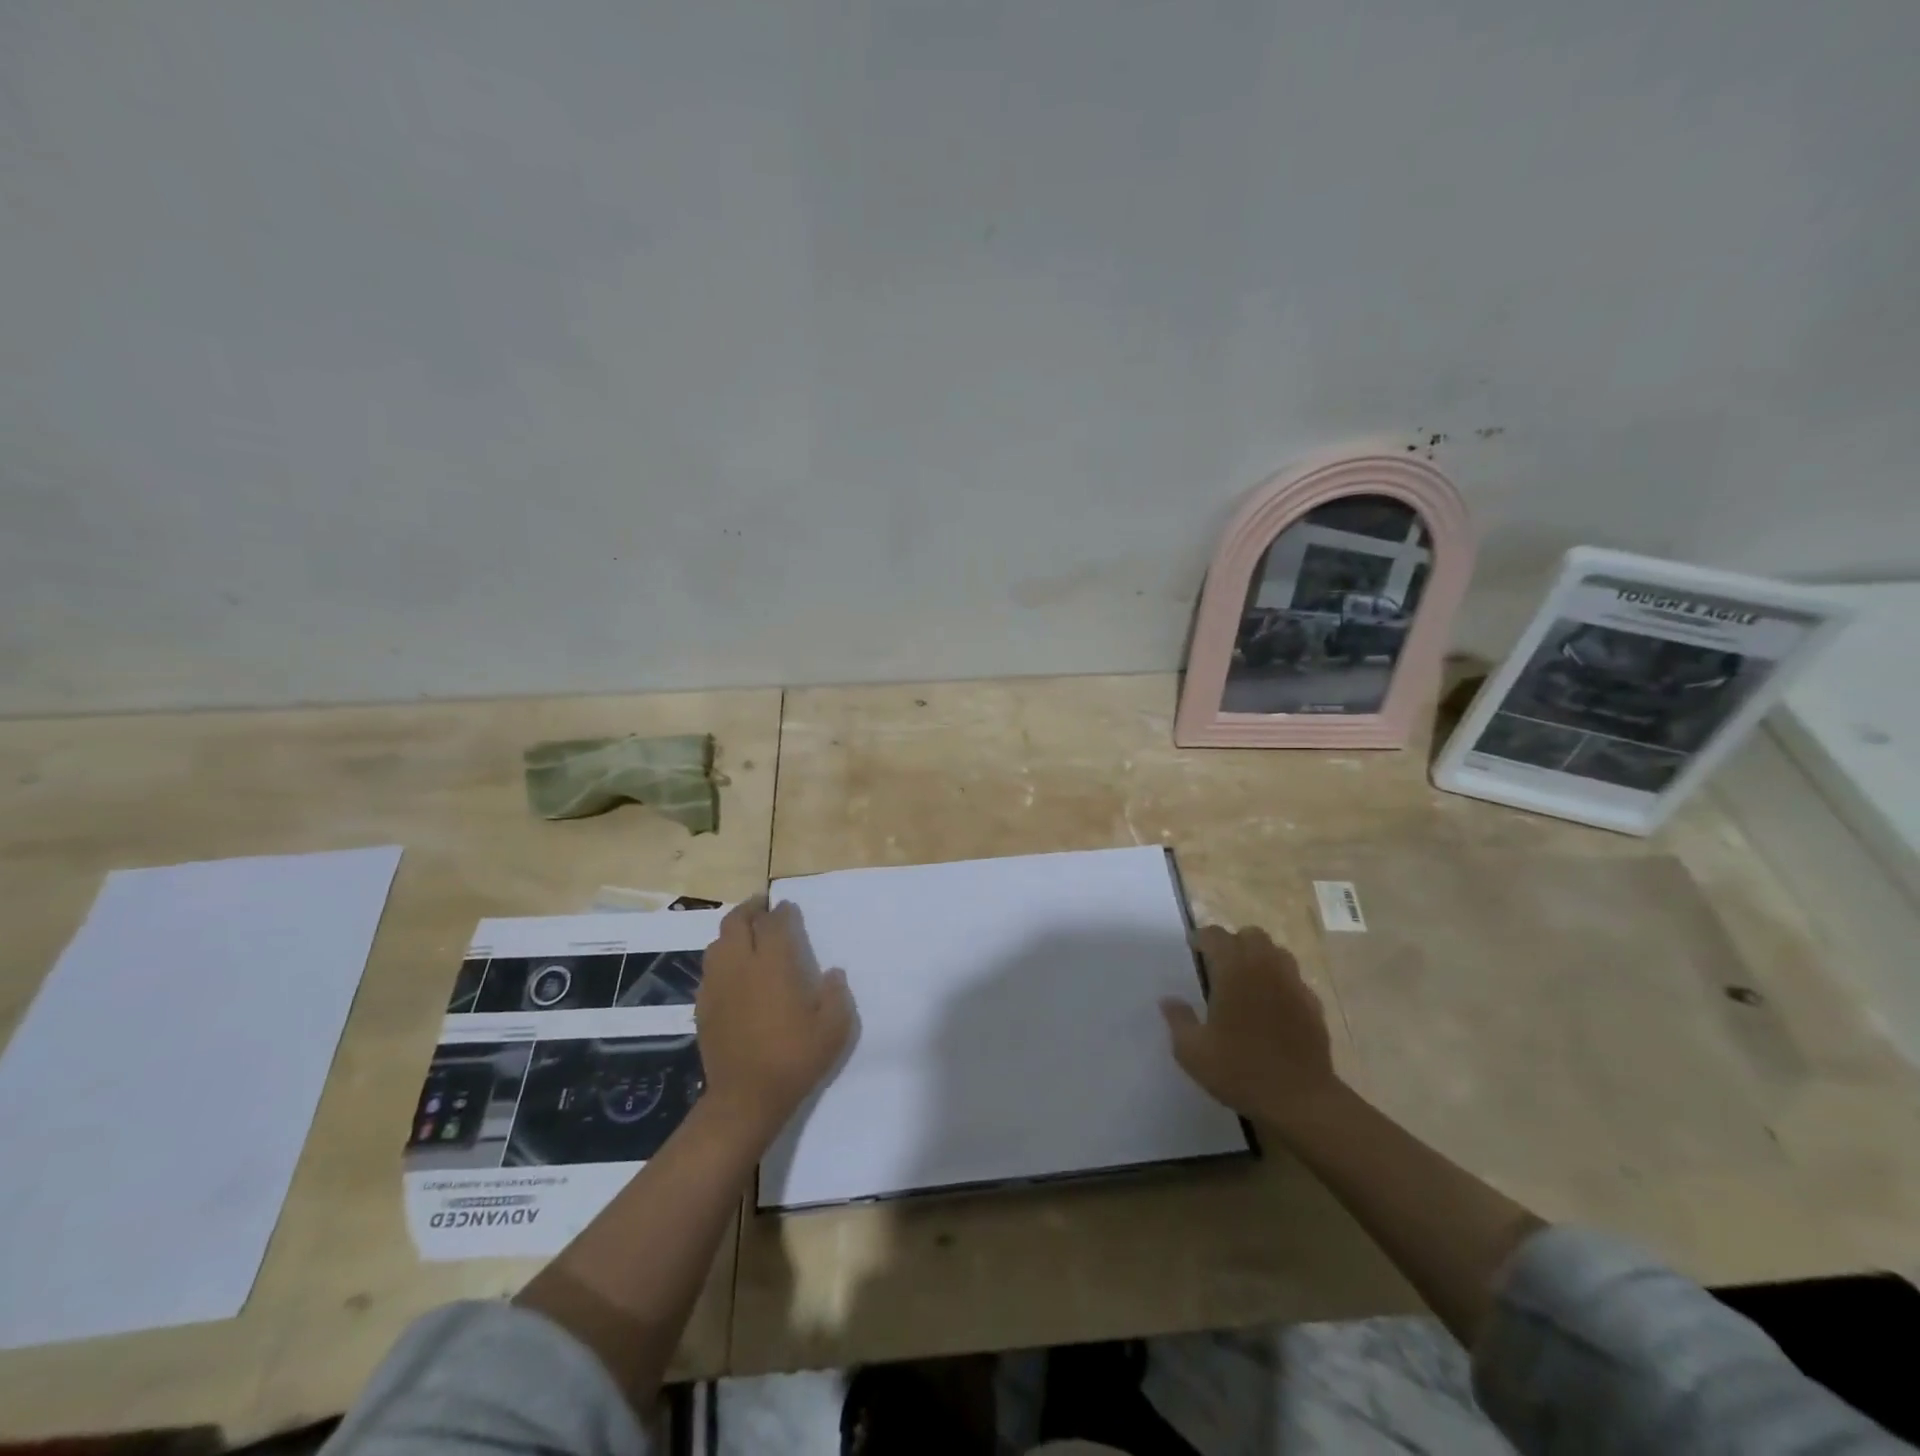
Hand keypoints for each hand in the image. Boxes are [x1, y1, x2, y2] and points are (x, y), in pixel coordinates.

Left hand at [696, 897, 854, 1139]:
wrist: (745, 1098)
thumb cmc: (794, 1059)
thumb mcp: (834, 1028)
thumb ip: (837, 994)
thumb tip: (833, 973)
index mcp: (774, 964)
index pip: (775, 922)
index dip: (783, 911)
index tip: (790, 909)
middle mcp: (741, 965)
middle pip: (737, 922)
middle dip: (751, 910)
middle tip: (764, 909)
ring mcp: (717, 985)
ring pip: (717, 943)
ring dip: (733, 933)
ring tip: (748, 937)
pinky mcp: (703, 1006)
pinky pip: (709, 969)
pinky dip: (722, 960)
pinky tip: (734, 973)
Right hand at [1160, 925, 1339, 1127]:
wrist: (1300, 1100)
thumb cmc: (1240, 1070)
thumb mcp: (1192, 1051)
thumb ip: (1178, 1019)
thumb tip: (1169, 1000)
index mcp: (1234, 970)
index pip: (1216, 936)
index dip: (1202, 938)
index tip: (1193, 949)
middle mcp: (1265, 968)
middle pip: (1251, 935)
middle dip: (1234, 943)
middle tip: (1220, 964)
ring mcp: (1294, 985)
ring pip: (1277, 953)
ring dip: (1260, 958)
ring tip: (1247, 980)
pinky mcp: (1313, 1006)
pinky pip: (1295, 980)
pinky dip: (1281, 983)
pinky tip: (1272, 1007)